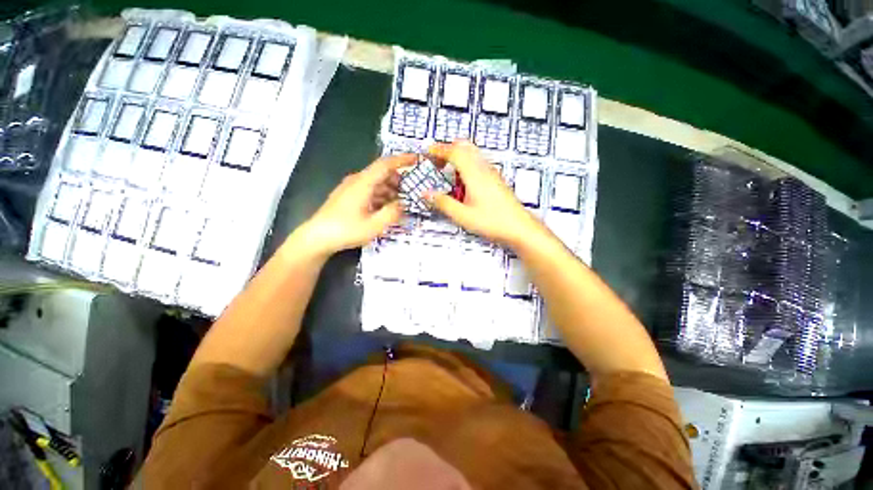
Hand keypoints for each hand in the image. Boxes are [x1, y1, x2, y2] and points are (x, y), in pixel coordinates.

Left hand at [296, 154, 412, 255]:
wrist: (316, 237)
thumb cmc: (346, 230)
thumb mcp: (374, 225)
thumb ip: (392, 213)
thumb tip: (402, 204)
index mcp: (363, 183)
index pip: (385, 164)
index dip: (402, 160)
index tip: (416, 159)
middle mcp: (356, 181)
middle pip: (381, 173)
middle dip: (398, 180)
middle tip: (411, 192)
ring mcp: (350, 188)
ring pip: (375, 182)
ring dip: (390, 189)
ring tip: (400, 203)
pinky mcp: (348, 196)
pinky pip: (369, 190)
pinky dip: (380, 195)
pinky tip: (385, 208)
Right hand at [427, 141, 541, 246]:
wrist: (519, 227)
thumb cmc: (494, 221)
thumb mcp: (463, 216)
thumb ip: (443, 203)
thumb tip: (427, 194)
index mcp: (474, 174)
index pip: (454, 152)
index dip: (439, 150)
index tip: (428, 152)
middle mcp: (484, 169)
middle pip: (465, 147)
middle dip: (448, 150)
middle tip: (437, 161)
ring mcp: (492, 173)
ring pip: (472, 155)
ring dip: (457, 158)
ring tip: (447, 173)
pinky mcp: (496, 180)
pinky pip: (478, 165)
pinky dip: (466, 166)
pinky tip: (463, 184)